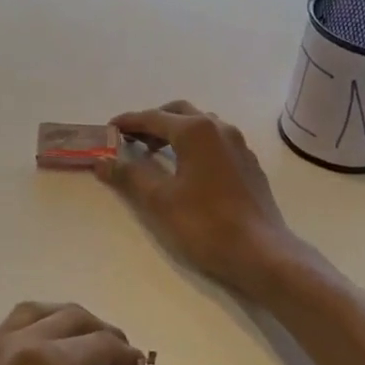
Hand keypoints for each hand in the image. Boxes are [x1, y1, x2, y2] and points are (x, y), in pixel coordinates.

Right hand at [97, 101, 303, 298]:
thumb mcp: (159, 200)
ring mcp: (239, 145)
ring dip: (176, 132)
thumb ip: (129, 176)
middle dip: (153, 122)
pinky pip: (216, 142)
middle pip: (180, 113)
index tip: (109, 129)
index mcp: (196, 131)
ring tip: (156, 154)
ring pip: (201, 125)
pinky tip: (187, 170)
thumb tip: (103, 161)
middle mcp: (220, 128)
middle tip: (131, 141)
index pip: (153, 118)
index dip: (128, 123)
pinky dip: (195, 145)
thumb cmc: (205, 224)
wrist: (261, 252)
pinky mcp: (249, 165)